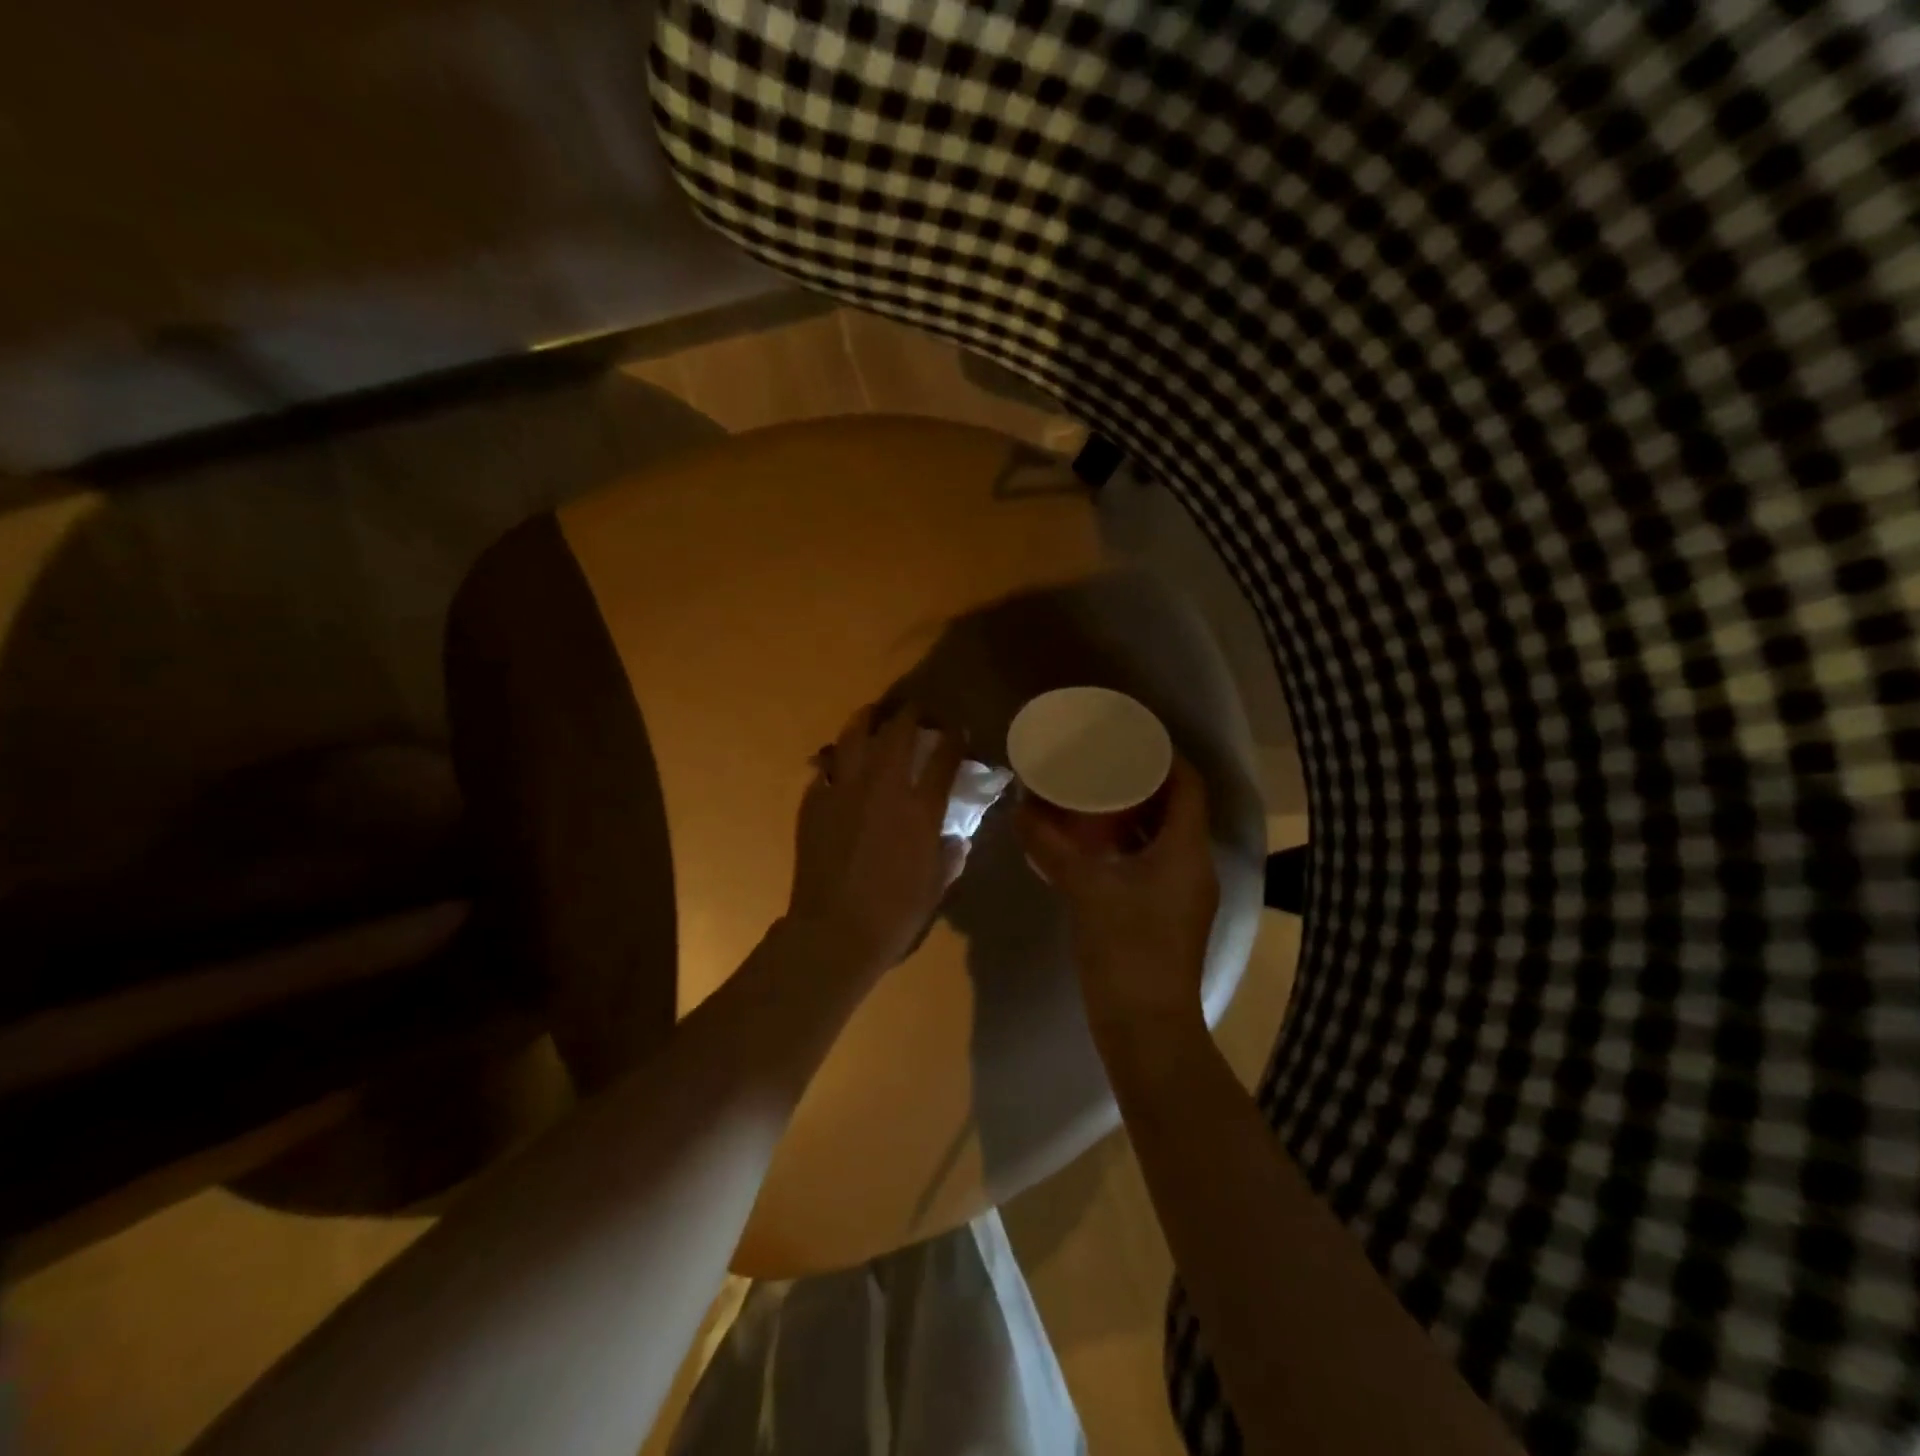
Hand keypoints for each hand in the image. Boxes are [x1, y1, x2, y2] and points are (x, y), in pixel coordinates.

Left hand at [787, 705, 967, 977]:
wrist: (834, 932)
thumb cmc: (894, 915)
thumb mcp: (936, 886)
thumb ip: (949, 855)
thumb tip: (954, 837)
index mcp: (920, 808)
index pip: (944, 757)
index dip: (954, 738)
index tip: (957, 730)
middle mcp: (884, 787)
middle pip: (899, 733)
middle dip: (912, 714)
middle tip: (917, 710)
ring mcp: (844, 791)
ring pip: (855, 737)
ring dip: (868, 719)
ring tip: (874, 715)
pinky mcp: (815, 802)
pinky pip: (827, 768)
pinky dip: (837, 760)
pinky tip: (841, 763)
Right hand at [1018, 756, 1218, 1034]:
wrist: (1146, 1028)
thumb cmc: (1126, 949)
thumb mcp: (1084, 889)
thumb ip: (1051, 846)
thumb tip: (1021, 810)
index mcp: (1186, 851)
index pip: (1189, 785)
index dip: (1165, 756)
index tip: (1129, 739)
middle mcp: (1194, 865)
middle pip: (1177, 808)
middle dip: (1143, 783)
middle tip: (1102, 765)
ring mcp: (1183, 893)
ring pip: (1164, 837)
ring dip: (1134, 815)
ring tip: (1094, 799)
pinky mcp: (1168, 914)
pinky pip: (1153, 863)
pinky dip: (1128, 846)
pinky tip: (1093, 847)